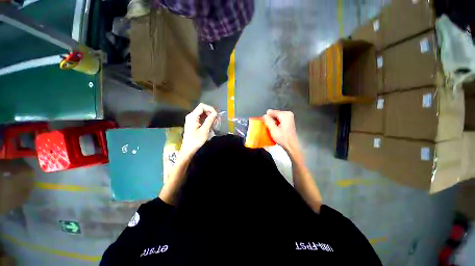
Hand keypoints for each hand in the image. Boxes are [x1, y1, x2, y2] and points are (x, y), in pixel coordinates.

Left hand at [181, 103, 216, 156]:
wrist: (188, 149)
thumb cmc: (196, 140)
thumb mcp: (204, 130)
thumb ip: (210, 120)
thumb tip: (215, 113)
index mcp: (192, 116)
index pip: (202, 106)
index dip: (210, 109)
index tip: (216, 115)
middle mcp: (191, 116)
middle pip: (202, 109)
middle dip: (210, 113)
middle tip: (216, 120)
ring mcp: (191, 119)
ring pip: (202, 114)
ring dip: (209, 117)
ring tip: (214, 123)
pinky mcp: (193, 123)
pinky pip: (201, 118)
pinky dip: (206, 120)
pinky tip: (210, 125)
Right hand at [263, 109, 300, 153]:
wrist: (291, 145)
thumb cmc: (283, 139)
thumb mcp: (273, 130)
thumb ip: (268, 121)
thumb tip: (264, 115)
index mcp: (285, 115)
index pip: (271, 112)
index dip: (267, 118)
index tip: (265, 124)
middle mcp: (288, 114)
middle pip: (274, 114)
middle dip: (270, 120)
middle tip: (270, 127)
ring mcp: (289, 117)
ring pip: (276, 117)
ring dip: (273, 122)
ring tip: (273, 129)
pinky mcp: (288, 120)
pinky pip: (279, 119)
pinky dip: (276, 123)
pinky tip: (276, 129)